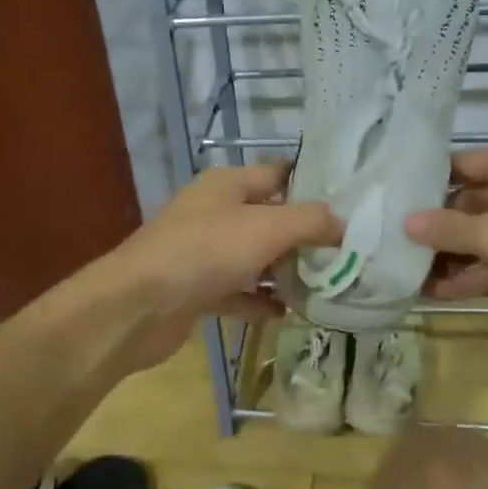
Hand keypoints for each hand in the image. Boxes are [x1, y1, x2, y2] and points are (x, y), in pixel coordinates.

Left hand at [90, 163, 341, 367]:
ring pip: (253, 257)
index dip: (312, 185)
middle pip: (268, 217)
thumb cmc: (205, 252)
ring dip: (284, 271)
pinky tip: (287, 314)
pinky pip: (237, 291)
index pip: (278, 174)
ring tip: (325, 284)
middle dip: (304, 235)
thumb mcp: (267, 228)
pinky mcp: (196, 289)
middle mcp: (214, 212)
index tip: (349, 202)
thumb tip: (342, 224)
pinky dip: (259, 301)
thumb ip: (310, 221)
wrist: (137, 306)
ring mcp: (203, 251)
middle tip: (346, 251)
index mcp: (228, 185)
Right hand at [404, 145, 487, 338]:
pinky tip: (438, 292)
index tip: (393, 199)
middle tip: (393, 241)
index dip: (427, 183)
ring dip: (452, 256)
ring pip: (484, 236)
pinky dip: (475, 273)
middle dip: (436, 227)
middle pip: (470, 203)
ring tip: (407, 272)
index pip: (461, 165)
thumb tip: (406, 222)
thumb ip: (446, 228)